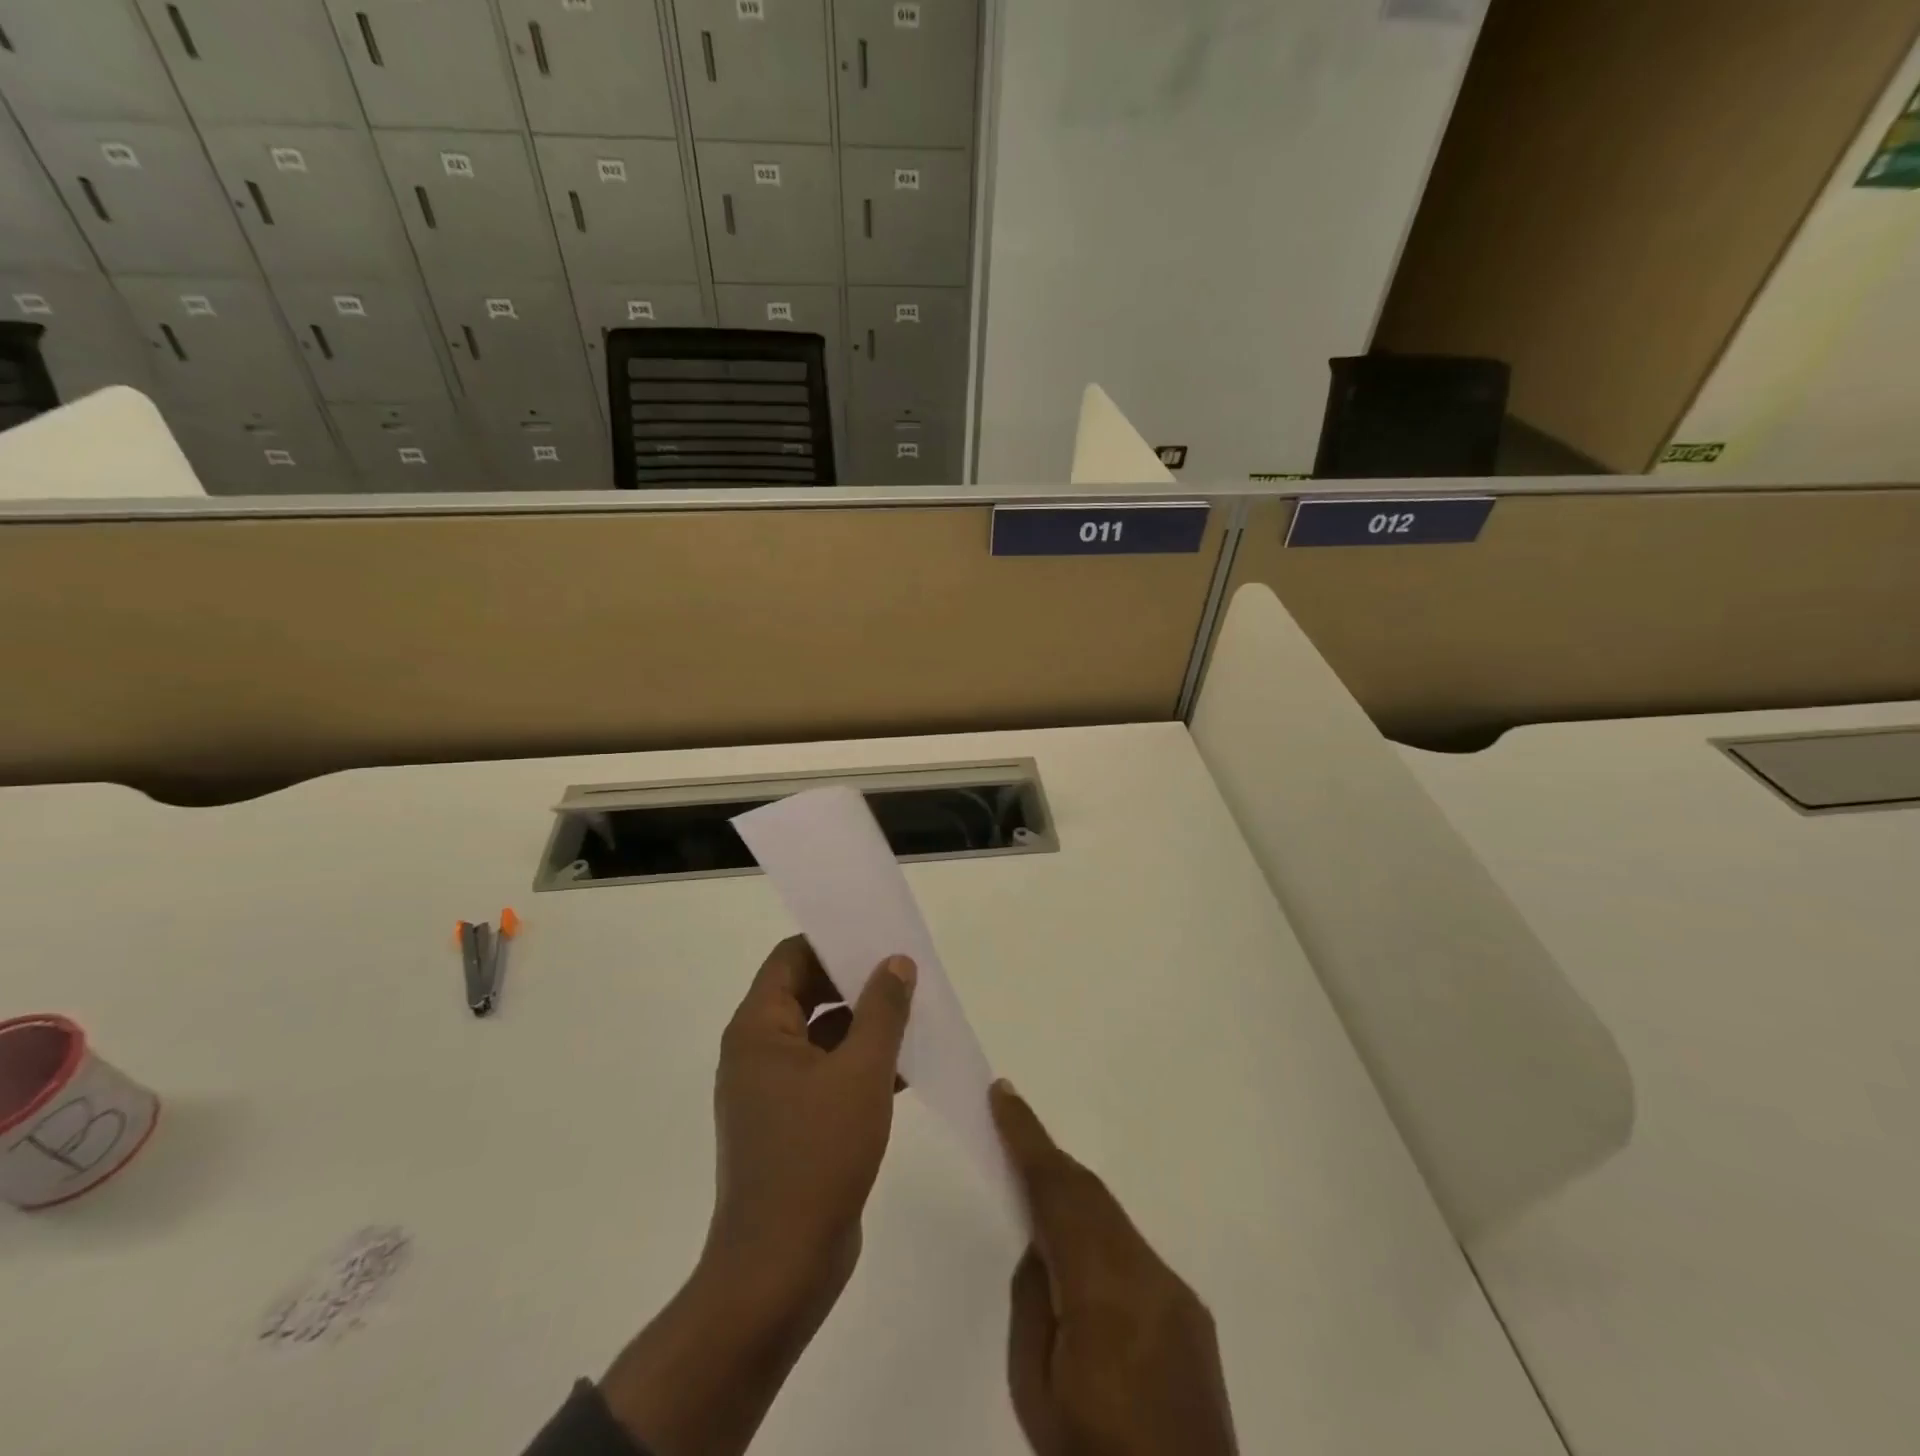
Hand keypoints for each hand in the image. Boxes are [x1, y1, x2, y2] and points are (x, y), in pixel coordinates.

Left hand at [707, 934, 916, 1299]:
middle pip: (807, 993)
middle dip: (856, 983)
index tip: (879, 938)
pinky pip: (827, 1074)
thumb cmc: (816, 1157)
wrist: (779, 1269)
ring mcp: (772, 1091)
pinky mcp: (791, 1124)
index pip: (791, 958)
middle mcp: (758, 1052)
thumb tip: (896, 963)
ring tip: (917, 1015)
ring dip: (865, 1025)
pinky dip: (861, 1064)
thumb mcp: (861, 1073)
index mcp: (758, 1029)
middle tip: (907, 974)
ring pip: (822, 1036)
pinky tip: (907, 1068)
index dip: (834, 943)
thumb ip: (882, 1010)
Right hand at [992, 1082, 1237, 1455]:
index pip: (1059, 1193)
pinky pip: (1134, 1252)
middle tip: (1009, 1131)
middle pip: (1090, 1195)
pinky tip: (1081, 1258)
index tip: (1003, 1094)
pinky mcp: (1192, 1316)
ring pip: (1114, 1220)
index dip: (1028, 1138)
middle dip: (1048, 1159)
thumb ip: (1035, 1303)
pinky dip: (1100, 1234)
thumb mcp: (1035, 1392)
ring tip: (1036, 1192)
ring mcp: (1178, 1295)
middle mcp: (1150, 1277)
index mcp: (1105, 1293)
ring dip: (1074, 1196)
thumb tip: (1044, 1247)